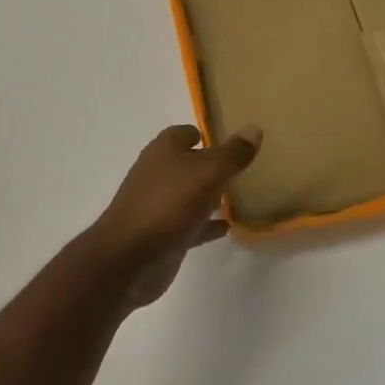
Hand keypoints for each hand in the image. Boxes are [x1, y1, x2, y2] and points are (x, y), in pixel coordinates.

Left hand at [90, 124, 261, 310]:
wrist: (130, 257)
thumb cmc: (168, 203)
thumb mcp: (208, 173)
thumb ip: (232, 153)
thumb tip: (254, 128)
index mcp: (164, 150)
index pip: (185, 133)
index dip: (205, 134)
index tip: (231, 140)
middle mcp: (158, 173)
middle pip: (186, 163)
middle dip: (209, 165)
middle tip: (240, 168)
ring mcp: (158, 205)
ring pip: (188, 194)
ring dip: (208, 195)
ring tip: (239, 196)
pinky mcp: (162, 234)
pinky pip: (190, 224)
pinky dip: (206, 224)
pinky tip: (227, 228)